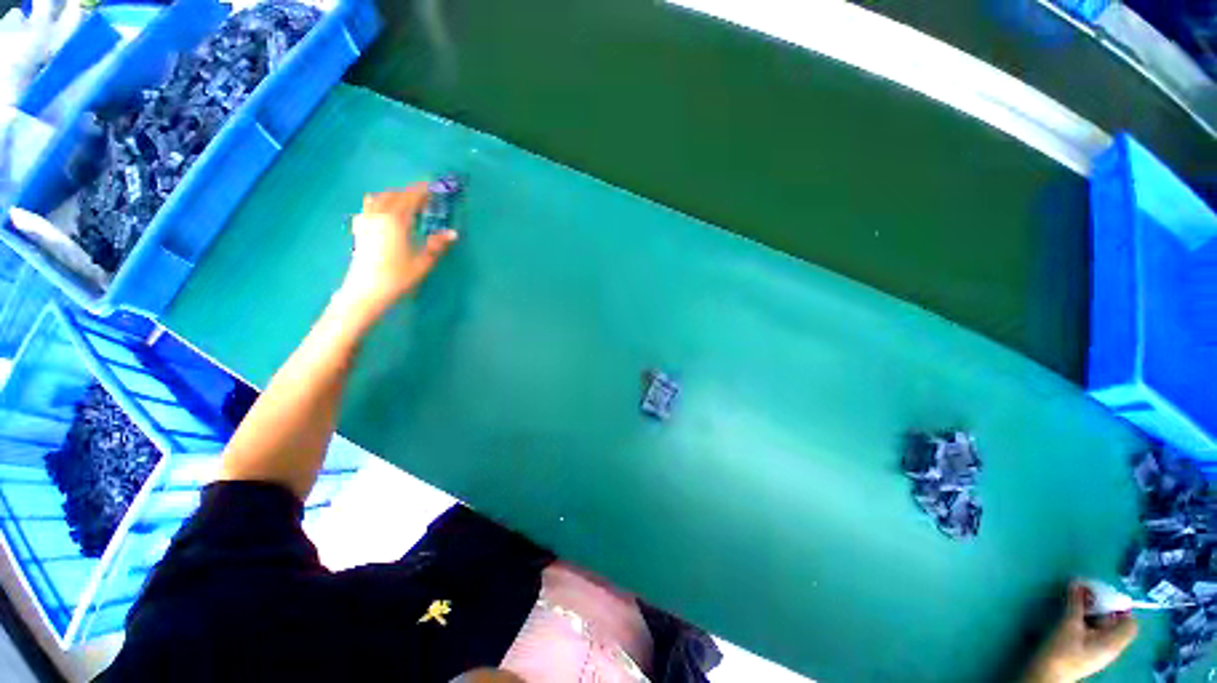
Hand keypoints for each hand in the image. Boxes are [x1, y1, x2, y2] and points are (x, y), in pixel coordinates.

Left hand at [339, 184, 457, 313]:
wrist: (365, 291)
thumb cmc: (397, 277)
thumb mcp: (422, 262)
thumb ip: (436, 245)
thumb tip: (452, 233)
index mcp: (395, 220)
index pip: (410, 198)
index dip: (423, 191)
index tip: (435, 187)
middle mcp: (378, 215)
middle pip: (395, 195)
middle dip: (410, 193)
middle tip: (426, 198)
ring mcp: (366, 221)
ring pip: (379, 198)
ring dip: (395, 196)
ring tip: (408, 203)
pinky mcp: (359, 229)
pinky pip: (369, 207)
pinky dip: (381, 203)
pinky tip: (387, 213)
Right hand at [1024, 582, 1138, 682]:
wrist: (1046, 674)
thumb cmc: (1062, 651)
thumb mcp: (1068, 625)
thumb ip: (1076, 604)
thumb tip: (1079, 582)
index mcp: (1113, 643)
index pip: (1129, 623)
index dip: (1121, 607)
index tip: (1104, 594)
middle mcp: (1110, 647)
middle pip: (1115, 623)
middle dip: (1102, 606)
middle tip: (1086, 591)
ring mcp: (1098, 651)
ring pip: (1102, 627)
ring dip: (1092, 611)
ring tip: (1076, 600)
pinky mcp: (1086, 652)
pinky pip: (1093, 632)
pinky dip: (1086, 620)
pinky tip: (1073, 615)